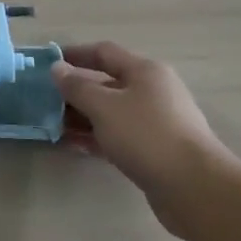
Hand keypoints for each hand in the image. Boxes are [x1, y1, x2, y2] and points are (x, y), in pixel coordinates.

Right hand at [52, 42, 235, 238]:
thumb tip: (57, 68)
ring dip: (83, 118)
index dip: (75, 54)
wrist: (195, 188)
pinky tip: (74, 147)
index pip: (104, 53)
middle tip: (46, 101)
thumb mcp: (104, 106)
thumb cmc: (146, 135)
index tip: (48, 63)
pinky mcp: (156, 151)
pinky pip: (119, 137)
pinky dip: (97, 138)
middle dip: (76, 92)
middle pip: (108, 84)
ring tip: (53, 127)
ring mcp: (157, 122)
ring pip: (112, 113)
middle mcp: (153, 92)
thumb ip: (77, 86)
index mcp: (145, 71)